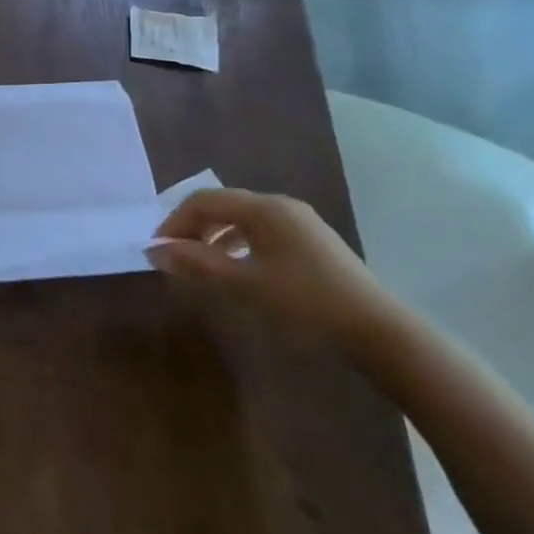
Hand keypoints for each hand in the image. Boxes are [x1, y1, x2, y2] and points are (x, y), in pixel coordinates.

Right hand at [150, 187, 398, 350]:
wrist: (379, 332)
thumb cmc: (304, 303)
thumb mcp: (243, 284)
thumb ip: (196, 263)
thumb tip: (154, 249)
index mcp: (263, 208)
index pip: (202, 200)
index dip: (174, 222)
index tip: (158, 250)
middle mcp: (280, 206)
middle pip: (222, 205)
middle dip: (193, 228)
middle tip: (176, 258)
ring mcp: (300, 223)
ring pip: (242, 219)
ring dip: (214, 237)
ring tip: (201, 265)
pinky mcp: (313, 243)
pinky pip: (262, 232)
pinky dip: (238, 244)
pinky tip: (237, 270)